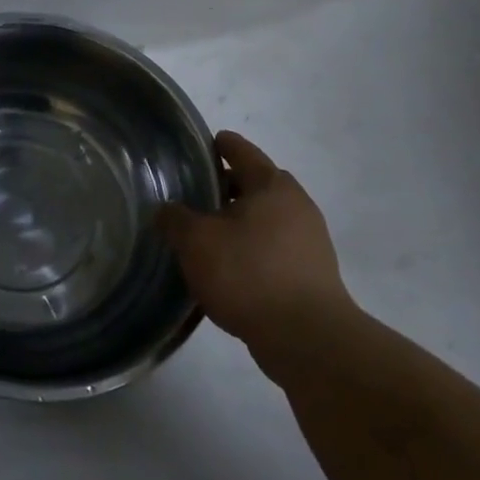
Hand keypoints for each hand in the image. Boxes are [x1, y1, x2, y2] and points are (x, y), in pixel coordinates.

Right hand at [157, 131, 355, 353]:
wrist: (307, 338)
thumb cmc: (248, 273)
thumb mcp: (195, 241)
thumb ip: (175, 218)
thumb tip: (168, 210)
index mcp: (272, 187)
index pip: (243, 153)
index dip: (222, 145)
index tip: (206, 142)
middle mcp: (297, 207)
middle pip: (257, 186)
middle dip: (228, 186)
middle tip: (194, 191)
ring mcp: (309, 243)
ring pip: (265, 219)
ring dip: (238, 221)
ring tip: (204, 232)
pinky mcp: (311, 275)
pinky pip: (272, 248)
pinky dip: (249, 248)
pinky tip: (225, 265)